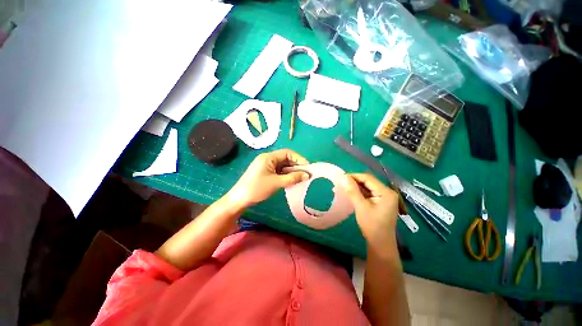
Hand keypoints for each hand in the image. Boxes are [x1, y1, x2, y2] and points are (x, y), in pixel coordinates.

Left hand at [226, 149, 308, 207]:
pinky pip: (278, 171)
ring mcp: (266, 166)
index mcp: (268, 157)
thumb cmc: (257, 188)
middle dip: (296, 166)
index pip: (287, 153)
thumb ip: (292, 178)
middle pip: (285, 159)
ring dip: (291, 171)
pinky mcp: (265, 173)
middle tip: (305, 174)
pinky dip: (286, 175)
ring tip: (300, 178)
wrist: (239, 200)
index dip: (298, 159)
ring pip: (282, 166)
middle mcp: (267, 159)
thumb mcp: (276, 183)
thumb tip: (307, 175)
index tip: (307, 167)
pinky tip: (291, 181)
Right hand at [341, 173, 398, 248]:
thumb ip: (353, 191)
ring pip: (368, 187)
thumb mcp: (361, 207)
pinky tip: (351, 193)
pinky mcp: (381, 201)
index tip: (341, 177)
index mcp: (386, 192)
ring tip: (343, 187)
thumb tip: (344, 177)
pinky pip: (369, 193)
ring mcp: (385, 197)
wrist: (380, 243)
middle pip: (368, 181)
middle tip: (341, 183)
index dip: (354, 176)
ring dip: (356, 186)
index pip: (368, 178)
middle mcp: (387, 192)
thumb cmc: (372, 225)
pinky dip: (359, 192)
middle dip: (354, 181)